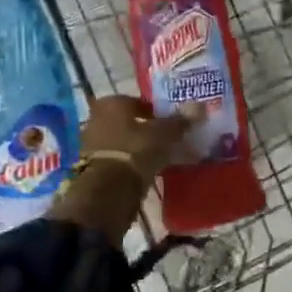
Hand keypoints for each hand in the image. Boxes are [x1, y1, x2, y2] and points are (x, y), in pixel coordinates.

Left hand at [78, 95, 201, 179]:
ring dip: (138, 148)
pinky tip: (146, 171)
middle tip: (167, 141)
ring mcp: (91, 143)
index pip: (139, 102)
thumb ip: (180, 121)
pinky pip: (117, 159)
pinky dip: (130, 163)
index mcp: (112, 103)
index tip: (172, 124)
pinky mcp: (91, 166)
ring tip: (160, 159)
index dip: (157, 112)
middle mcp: (97, 118)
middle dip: (147, 131)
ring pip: (123, 141)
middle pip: (129, 122)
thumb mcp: (164, 134)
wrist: (108, 189)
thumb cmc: (136, 150)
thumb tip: (200, 106)